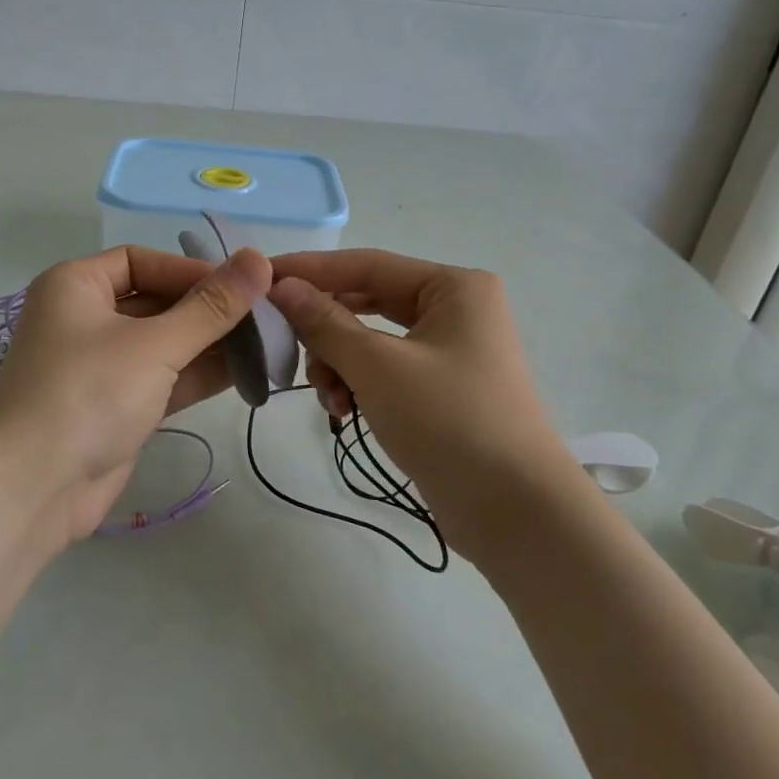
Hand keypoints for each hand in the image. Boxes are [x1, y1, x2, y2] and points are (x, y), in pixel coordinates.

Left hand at [0, 245, 272, 542]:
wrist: (32, 490)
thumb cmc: (88, 394)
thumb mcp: (154, 344)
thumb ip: (211, 307)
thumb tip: (259, 259)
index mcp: (76, 286)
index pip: (142, 261)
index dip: (191, 270)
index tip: (241, 287)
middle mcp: (84, 318)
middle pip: (156, 301)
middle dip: (208, 310)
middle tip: (264, 316)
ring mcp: (100, 366)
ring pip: (163, 342)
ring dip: (210, 344)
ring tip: (265, 344)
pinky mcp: (115, 405)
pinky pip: (162, 378)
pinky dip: (197, 374)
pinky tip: (245, 372)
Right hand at [268, 249, 569, 549]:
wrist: (517, 513)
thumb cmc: (449, 421)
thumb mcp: (377, 366)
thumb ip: (324, 322)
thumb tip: (281, 286)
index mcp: (453, 287)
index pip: (366, 265)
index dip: (310, 270)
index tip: (261, 277)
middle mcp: (455, 309)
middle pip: (368, 302)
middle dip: (324, 328)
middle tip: (282, 342)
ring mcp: (451, 351)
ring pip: (372, 340)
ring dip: (339, 363)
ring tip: (327, 397)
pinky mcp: (443, 389)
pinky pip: (386, 371)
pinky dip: (359, 385)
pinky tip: (343, 411)